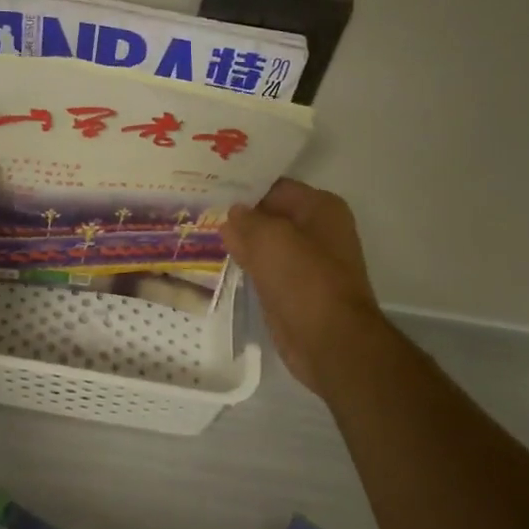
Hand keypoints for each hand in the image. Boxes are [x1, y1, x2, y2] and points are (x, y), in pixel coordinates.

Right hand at [222, 178, 383, 391]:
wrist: (329, 341)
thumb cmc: (304, 279)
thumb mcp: (270, 238)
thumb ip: (246, 221)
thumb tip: (232, 215)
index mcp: (320, 208)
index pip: (274, 187)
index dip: (243, 187)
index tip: (210, 187)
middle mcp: (317, 230)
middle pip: (270, 215)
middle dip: (239, 216)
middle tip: (199, 209)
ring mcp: (306, 262)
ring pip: (265, 244)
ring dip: (240, 242)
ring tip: (201, 231)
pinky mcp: (293, 289)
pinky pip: (264, 269)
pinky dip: (246, 266)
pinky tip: (219, 260)